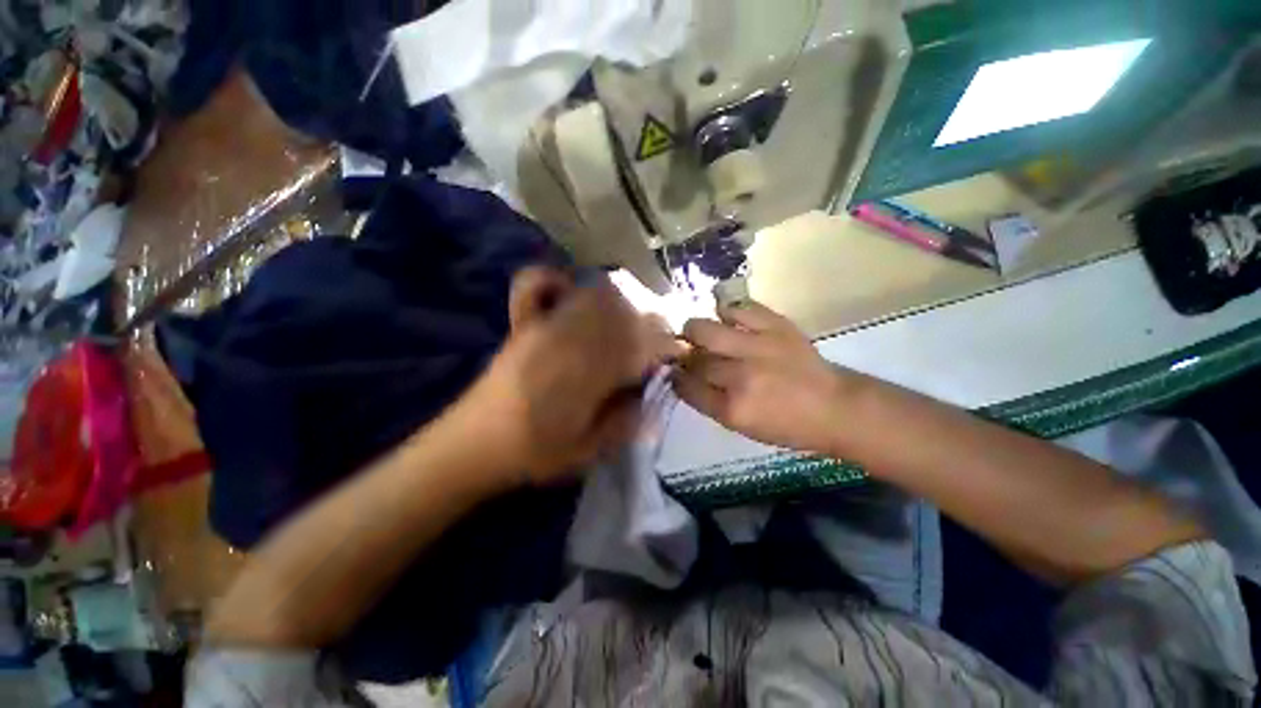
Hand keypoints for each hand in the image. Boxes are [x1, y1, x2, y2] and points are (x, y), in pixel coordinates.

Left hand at [453, 266, 679, 485]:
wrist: (473, 445)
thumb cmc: (535, 453)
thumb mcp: (589, 452)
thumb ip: (624, 422)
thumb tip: (648, 394)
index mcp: (589, 375)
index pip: (639, 345)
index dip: (662, 346)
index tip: (673, 354)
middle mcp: (570, 341)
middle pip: (621, 311)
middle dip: (646, 321)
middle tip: (653, 338)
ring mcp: (542, 327)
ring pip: (591, 294)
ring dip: (616, 301)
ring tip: (625, 319)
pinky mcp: (522, 325)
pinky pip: (533, 284)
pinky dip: (554, 279)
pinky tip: (569, 289)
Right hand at [673, 302, 856, 456]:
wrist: (835, 406)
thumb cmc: (787, 425)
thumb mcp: (742, 426)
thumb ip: (709, 402)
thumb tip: (684, 377)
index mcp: (731, 409)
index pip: (685, 387)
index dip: (676, 378)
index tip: (677, 374)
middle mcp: (739, 377)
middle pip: (692, 359)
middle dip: (685, 357)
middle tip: (691, 356)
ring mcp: (756, 347)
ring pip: (703, 329)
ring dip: (695, 331)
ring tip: (702, 334)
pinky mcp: (774, 326)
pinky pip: (736, 308)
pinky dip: (726, 312)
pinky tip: (728, 320)